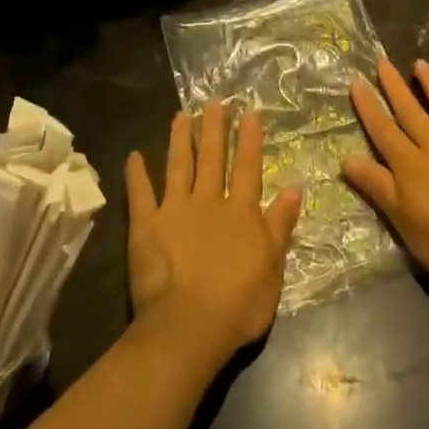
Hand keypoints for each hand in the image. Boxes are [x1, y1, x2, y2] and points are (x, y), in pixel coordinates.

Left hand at [125, 103, 301, 374]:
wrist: (189, 325)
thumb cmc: (239, 303)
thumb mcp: (273, 266)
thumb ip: (280, 225)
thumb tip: (294, 188)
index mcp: (241, 211)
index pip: (247, 167)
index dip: (249, 139)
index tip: (249, 112)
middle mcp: (208, 201)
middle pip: (212, 158)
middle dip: (213, 128)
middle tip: (213, 102)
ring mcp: (175, 210)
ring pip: (178, 166)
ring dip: (179, 139)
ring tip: (180, 116)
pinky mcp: (146, 225)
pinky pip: (140, 194)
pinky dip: (137, 174)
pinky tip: (133, 155)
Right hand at [344, 59, 428, 294]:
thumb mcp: (403, 221)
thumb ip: (377, 186)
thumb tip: (346, 158)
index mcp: (410, 166)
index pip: (383, 131)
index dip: (369, 107)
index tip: (356, 81)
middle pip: (411, 113)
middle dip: (395, 87)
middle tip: (383, 61)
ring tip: (421, 63)